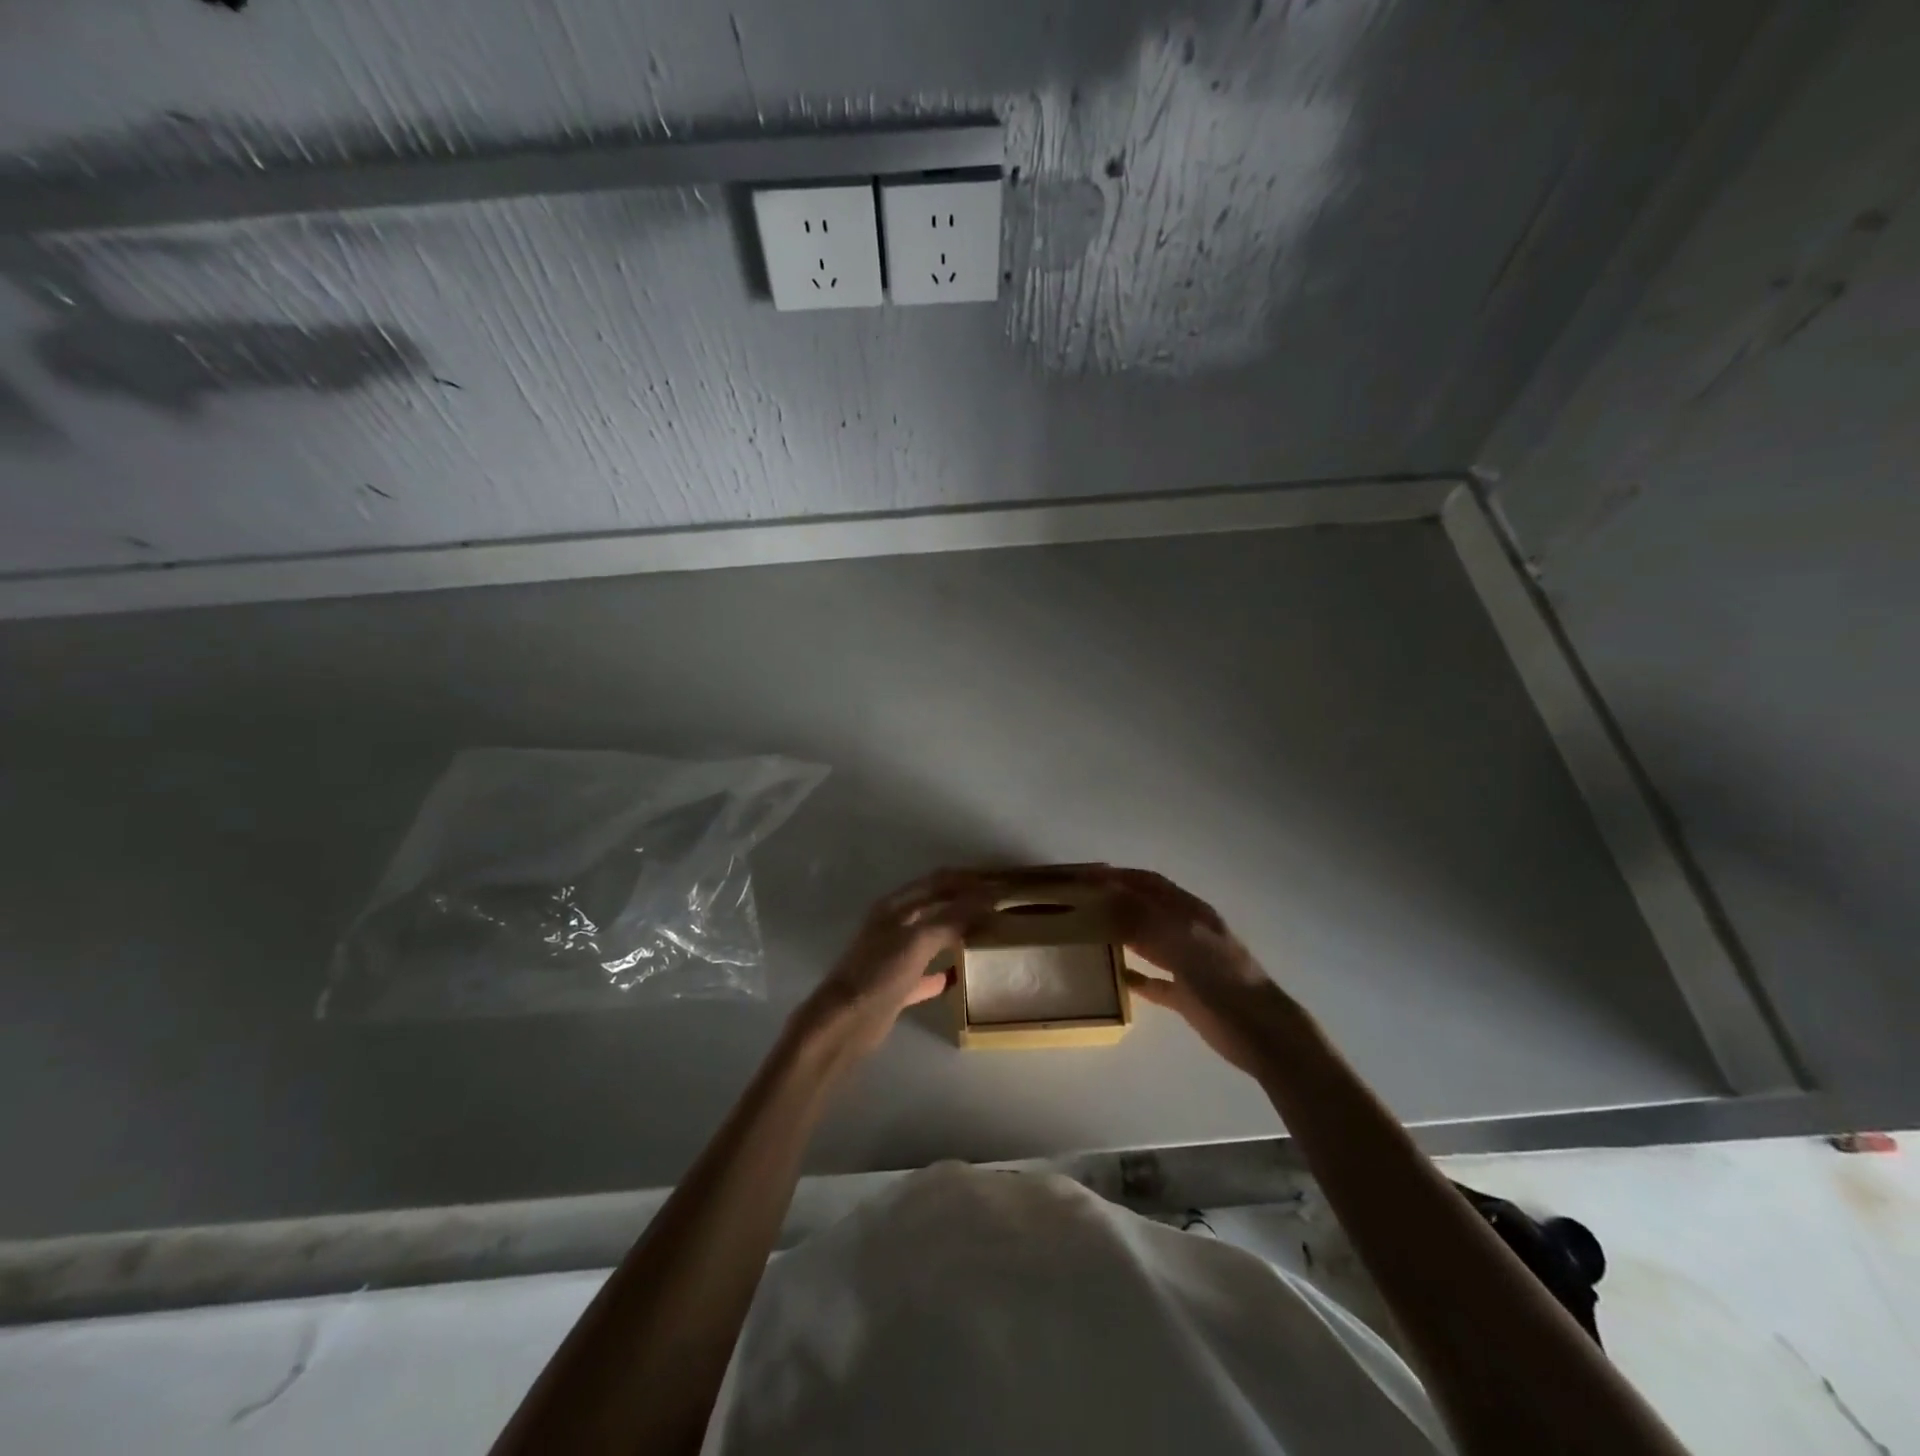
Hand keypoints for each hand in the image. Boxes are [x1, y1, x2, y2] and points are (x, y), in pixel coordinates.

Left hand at [791, 870, 993, 1061]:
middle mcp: (894, 925)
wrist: (845, 1023)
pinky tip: (961, 976)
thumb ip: (953, 917)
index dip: (967, 879)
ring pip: (932, 937)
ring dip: (957, 932)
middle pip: (936, 906)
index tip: (998, 880)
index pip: (937, 881)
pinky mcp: (897, 985)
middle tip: (999, 905)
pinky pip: (926, 973)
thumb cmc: (880, 974)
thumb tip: (989, 895)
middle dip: (965, 902)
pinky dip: (944, 971)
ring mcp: (894, 955)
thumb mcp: (918, 941)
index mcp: (896, 907)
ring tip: (987, 934)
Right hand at [1092, 867, 1294, 1077]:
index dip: (1119, 875)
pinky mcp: (1185, 995)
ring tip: (1089, 934)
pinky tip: (1115, 977)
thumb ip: (1145, 916)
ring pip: (1147, 942)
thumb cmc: (1222, 978)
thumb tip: (1108, 892)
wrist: (1261, 1032)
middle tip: (1080, 904)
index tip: (1085, 876)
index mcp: (1190, 913)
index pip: (1149, 883)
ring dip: (1121, 935)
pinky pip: (1153, 981)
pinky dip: (1134, 976)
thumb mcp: (1182, 939)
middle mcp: (1187, 932)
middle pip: (1146, 909)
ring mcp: (1187, 964)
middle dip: (1115, 902)